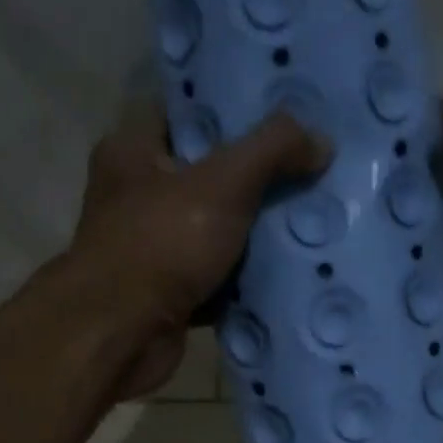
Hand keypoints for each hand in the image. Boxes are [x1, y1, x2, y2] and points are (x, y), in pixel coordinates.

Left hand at [62, 104, 331, 398]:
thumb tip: (321, 141)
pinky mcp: (168, 295)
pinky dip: (244, 279)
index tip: (280, 111)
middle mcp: (135, 196)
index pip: (184, 111)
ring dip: (254, 232)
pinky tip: (287, 271)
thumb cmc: (161, 245)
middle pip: (205, 174)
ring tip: (308, 218)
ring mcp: (151, 250)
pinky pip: (216, 278)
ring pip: (214, 230)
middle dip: (254, 176)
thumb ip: (272, 151)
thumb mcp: (223, 183)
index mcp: (131, 151)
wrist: (121, 336)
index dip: (229, 107)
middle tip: (308, 167)